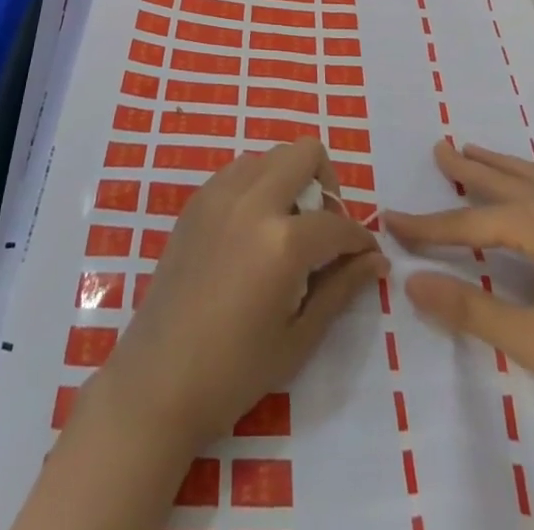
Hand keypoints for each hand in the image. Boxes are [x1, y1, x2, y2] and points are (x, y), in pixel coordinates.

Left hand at [15, 141, 384, 529]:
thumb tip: (375, 260)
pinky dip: (258, 186)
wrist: (158, 380)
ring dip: (289, 180)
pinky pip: (239, 171)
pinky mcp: (196, 200)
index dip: (360, 240)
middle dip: (326, 184)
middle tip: (323, 228)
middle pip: (304, 153)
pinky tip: (254, 231)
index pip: (338, 222)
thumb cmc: (234, 371)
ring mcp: (219, 194)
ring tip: (287, 229)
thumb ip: (340, 288)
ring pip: (270, 156)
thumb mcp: (298, 337)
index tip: (366, 256)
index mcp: (282, 240)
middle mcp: (252, 200)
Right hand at [386, 140, 533, 476]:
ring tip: (475, 153)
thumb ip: (468, 308)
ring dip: (501, 165)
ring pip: (533, 175)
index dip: (427, 227)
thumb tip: (409, 282)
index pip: (467, 222)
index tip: (390, 221)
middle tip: (438, 148)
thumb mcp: (531, 339)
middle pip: (501, 181)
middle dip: (466, 168)